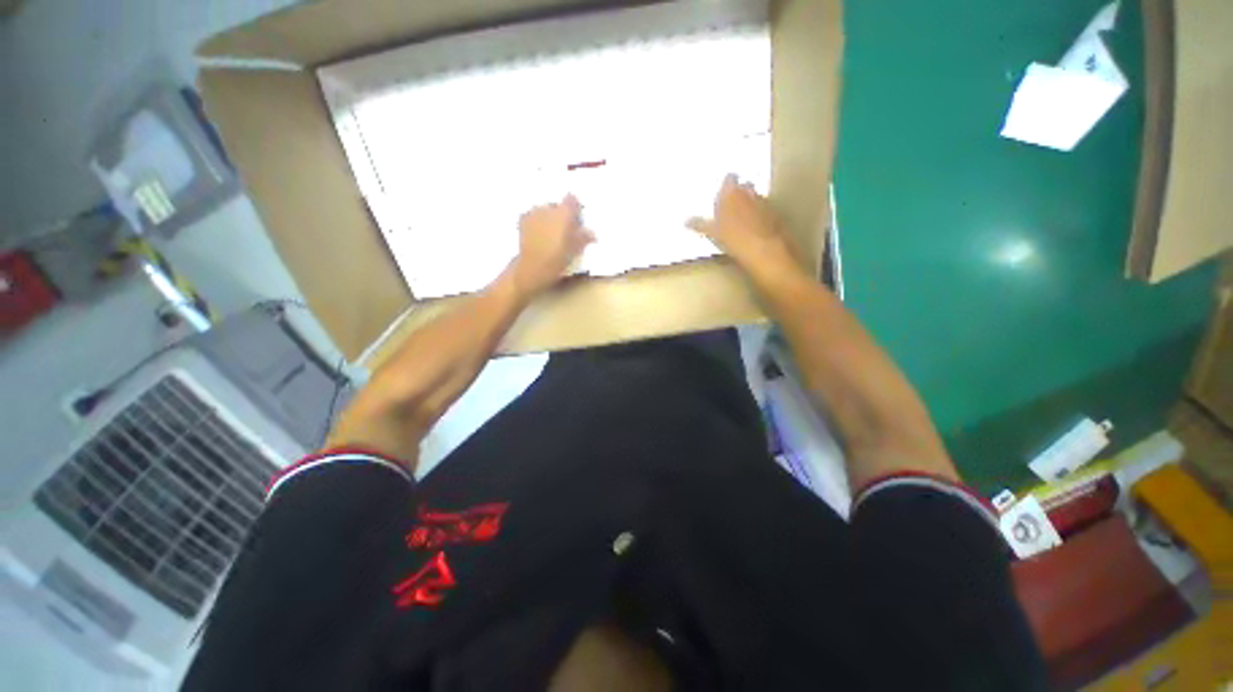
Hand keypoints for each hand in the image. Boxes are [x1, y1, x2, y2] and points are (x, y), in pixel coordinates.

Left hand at [509, 195, 594, 298]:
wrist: (532, 267)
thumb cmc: (557, 258)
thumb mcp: (575, 250)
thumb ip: (584, 237)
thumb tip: (592, 233)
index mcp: (564, 213)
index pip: (572, 199)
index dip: (575, 208)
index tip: (577, 220)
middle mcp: (548, 207)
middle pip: (558, 205)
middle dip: (562, 215)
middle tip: (565, 230)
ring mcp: (534, 212)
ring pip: (545, 210)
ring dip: (549, 218)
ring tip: (551, 234)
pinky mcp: (523, 220)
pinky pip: (534, 216)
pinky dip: (538, 222)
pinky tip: (539, 236)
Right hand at [687, 175, 799, 283]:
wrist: (761, 249)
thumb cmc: (732, 237)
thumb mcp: (711, 232)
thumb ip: (699, 224)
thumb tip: (686, 221)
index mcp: (731, 191)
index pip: (729, 179)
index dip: (725, 185)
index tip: (721, 195)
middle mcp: (749, 191)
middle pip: (743, 186)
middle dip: (738, 193)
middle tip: (729, 207)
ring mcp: (764, 201)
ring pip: (755, 197)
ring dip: (749, 204)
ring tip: (741, 219)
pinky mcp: (775, 212)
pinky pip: (765, 209)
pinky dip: (759, 214)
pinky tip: (754, 227)